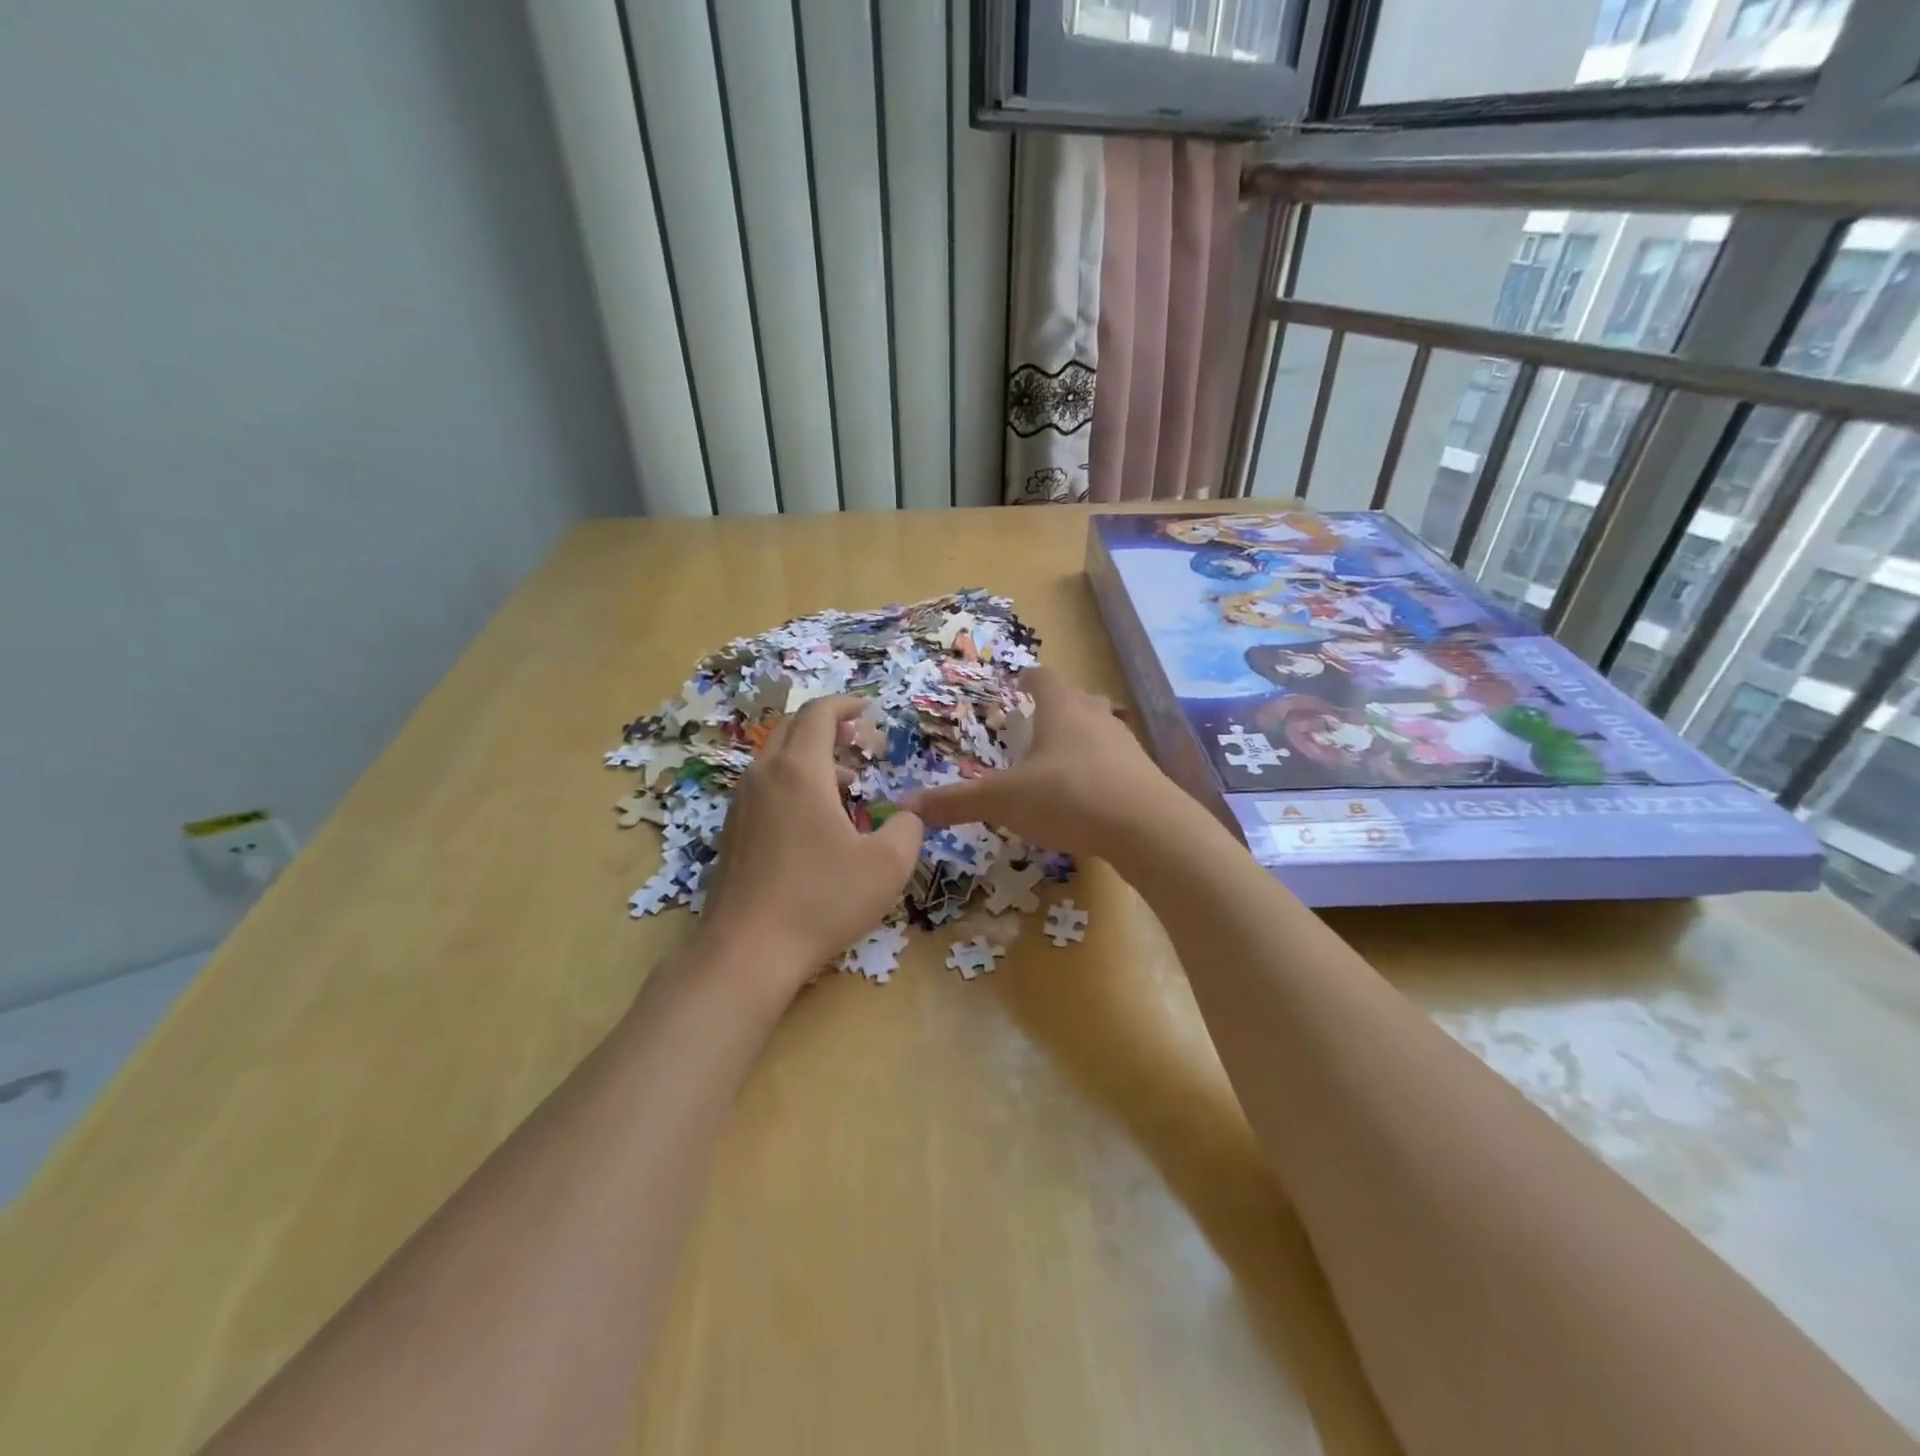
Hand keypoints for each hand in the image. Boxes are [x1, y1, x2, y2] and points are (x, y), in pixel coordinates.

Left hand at [698, 696, 923, 989]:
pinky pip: (764, 787)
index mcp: (799, 770)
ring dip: (811, 759)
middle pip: (793, 728)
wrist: (747, 952)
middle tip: (860, 742)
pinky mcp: (731, 832)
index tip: (869, 710)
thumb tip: (909, 814)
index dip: (847, 704)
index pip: (819, 713)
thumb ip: (909, 828)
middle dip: (828, 726)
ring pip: (776, 759)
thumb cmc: (821, 900)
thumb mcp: (887, 865)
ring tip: (846, 789)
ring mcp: (740, 804)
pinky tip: (814, 824)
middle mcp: (763, 776)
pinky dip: (792, 784)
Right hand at [900, 668, 1184, 858]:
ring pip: (1100, 729)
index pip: (1043, 678)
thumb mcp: (1004, 801)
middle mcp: (1096, 718)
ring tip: (1060, 757)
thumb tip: (906, 806)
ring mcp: (1125, 746)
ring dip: (1081, 737)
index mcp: (1061, 710)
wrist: (1147, 828)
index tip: (1020, 679)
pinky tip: (1088, 794)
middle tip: (1036, 720)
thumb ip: (957, 802)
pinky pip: (1116, 763)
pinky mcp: (1144, 777)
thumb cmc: (1068, 797)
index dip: (1029, 677)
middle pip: (1077, 699)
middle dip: (1057, 706)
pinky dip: (1098, 769)